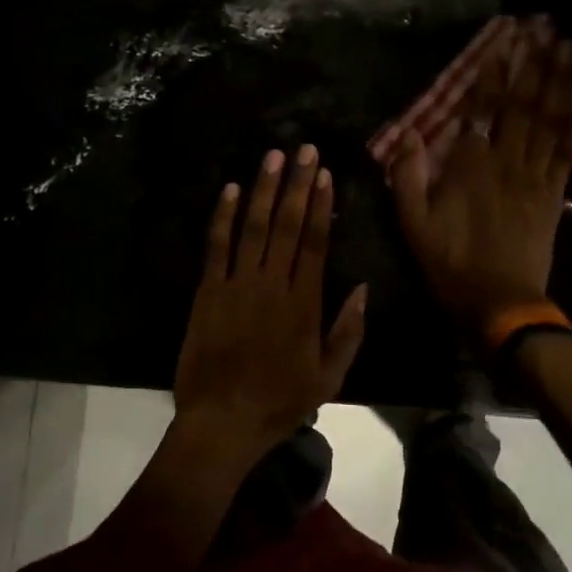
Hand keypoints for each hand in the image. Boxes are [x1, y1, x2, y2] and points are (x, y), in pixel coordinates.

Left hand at [173, 145, 368, 462]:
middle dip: (297, 184)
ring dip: (264, 190)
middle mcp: (272, 285)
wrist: (221, 423)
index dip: (322, 205)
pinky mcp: (208, 291)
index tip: (326, 175)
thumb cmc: (279, 401)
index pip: (316, 243)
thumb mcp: (329, 377)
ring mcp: (237, 285)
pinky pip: (216, 247)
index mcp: (304, 304)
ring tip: (274, 157)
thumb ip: (348, 331)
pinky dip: (222, 216)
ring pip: (254, 227)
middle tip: (305, 149)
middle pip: (288, 225)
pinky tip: (229, 189)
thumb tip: (363, 287)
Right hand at [392, 30, 571, 324]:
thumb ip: (407, 176)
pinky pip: (568, 154)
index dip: (494, 73)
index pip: (483, 109)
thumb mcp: (413, 223)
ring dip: (561, 83)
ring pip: (550, 122)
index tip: (504, 41)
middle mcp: (507, 162)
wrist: (500, 303)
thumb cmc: (451, 262)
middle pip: (524, 105)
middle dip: (535, 64)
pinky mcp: (554, 195)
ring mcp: (536, 177)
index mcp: (470, 165)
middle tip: (547, 30)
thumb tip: (408, 132)